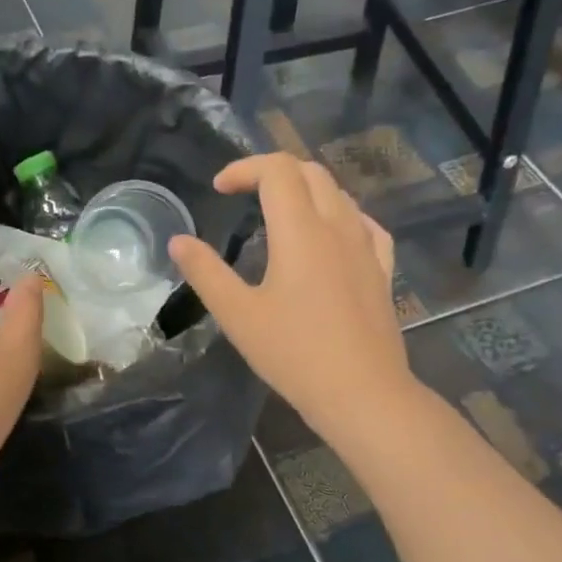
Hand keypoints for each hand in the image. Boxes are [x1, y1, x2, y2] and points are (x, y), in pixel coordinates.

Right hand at [169, 153, 411, 445]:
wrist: (361, 392)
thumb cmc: (293, 354)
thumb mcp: (238, 315)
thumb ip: (206, 272)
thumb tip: (179, 241)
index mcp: (300, 230)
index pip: (277, 170)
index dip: (245, 168)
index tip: (219, 189)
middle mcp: (338, 226)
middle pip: (311, 172)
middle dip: (274, 172)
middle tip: (245, 194)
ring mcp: (366, 247)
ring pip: (339, 195)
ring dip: (306, 190)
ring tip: (280, 214)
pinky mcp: (382, 270)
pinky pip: (365, 224)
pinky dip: (340, 215)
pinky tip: (332, 235)